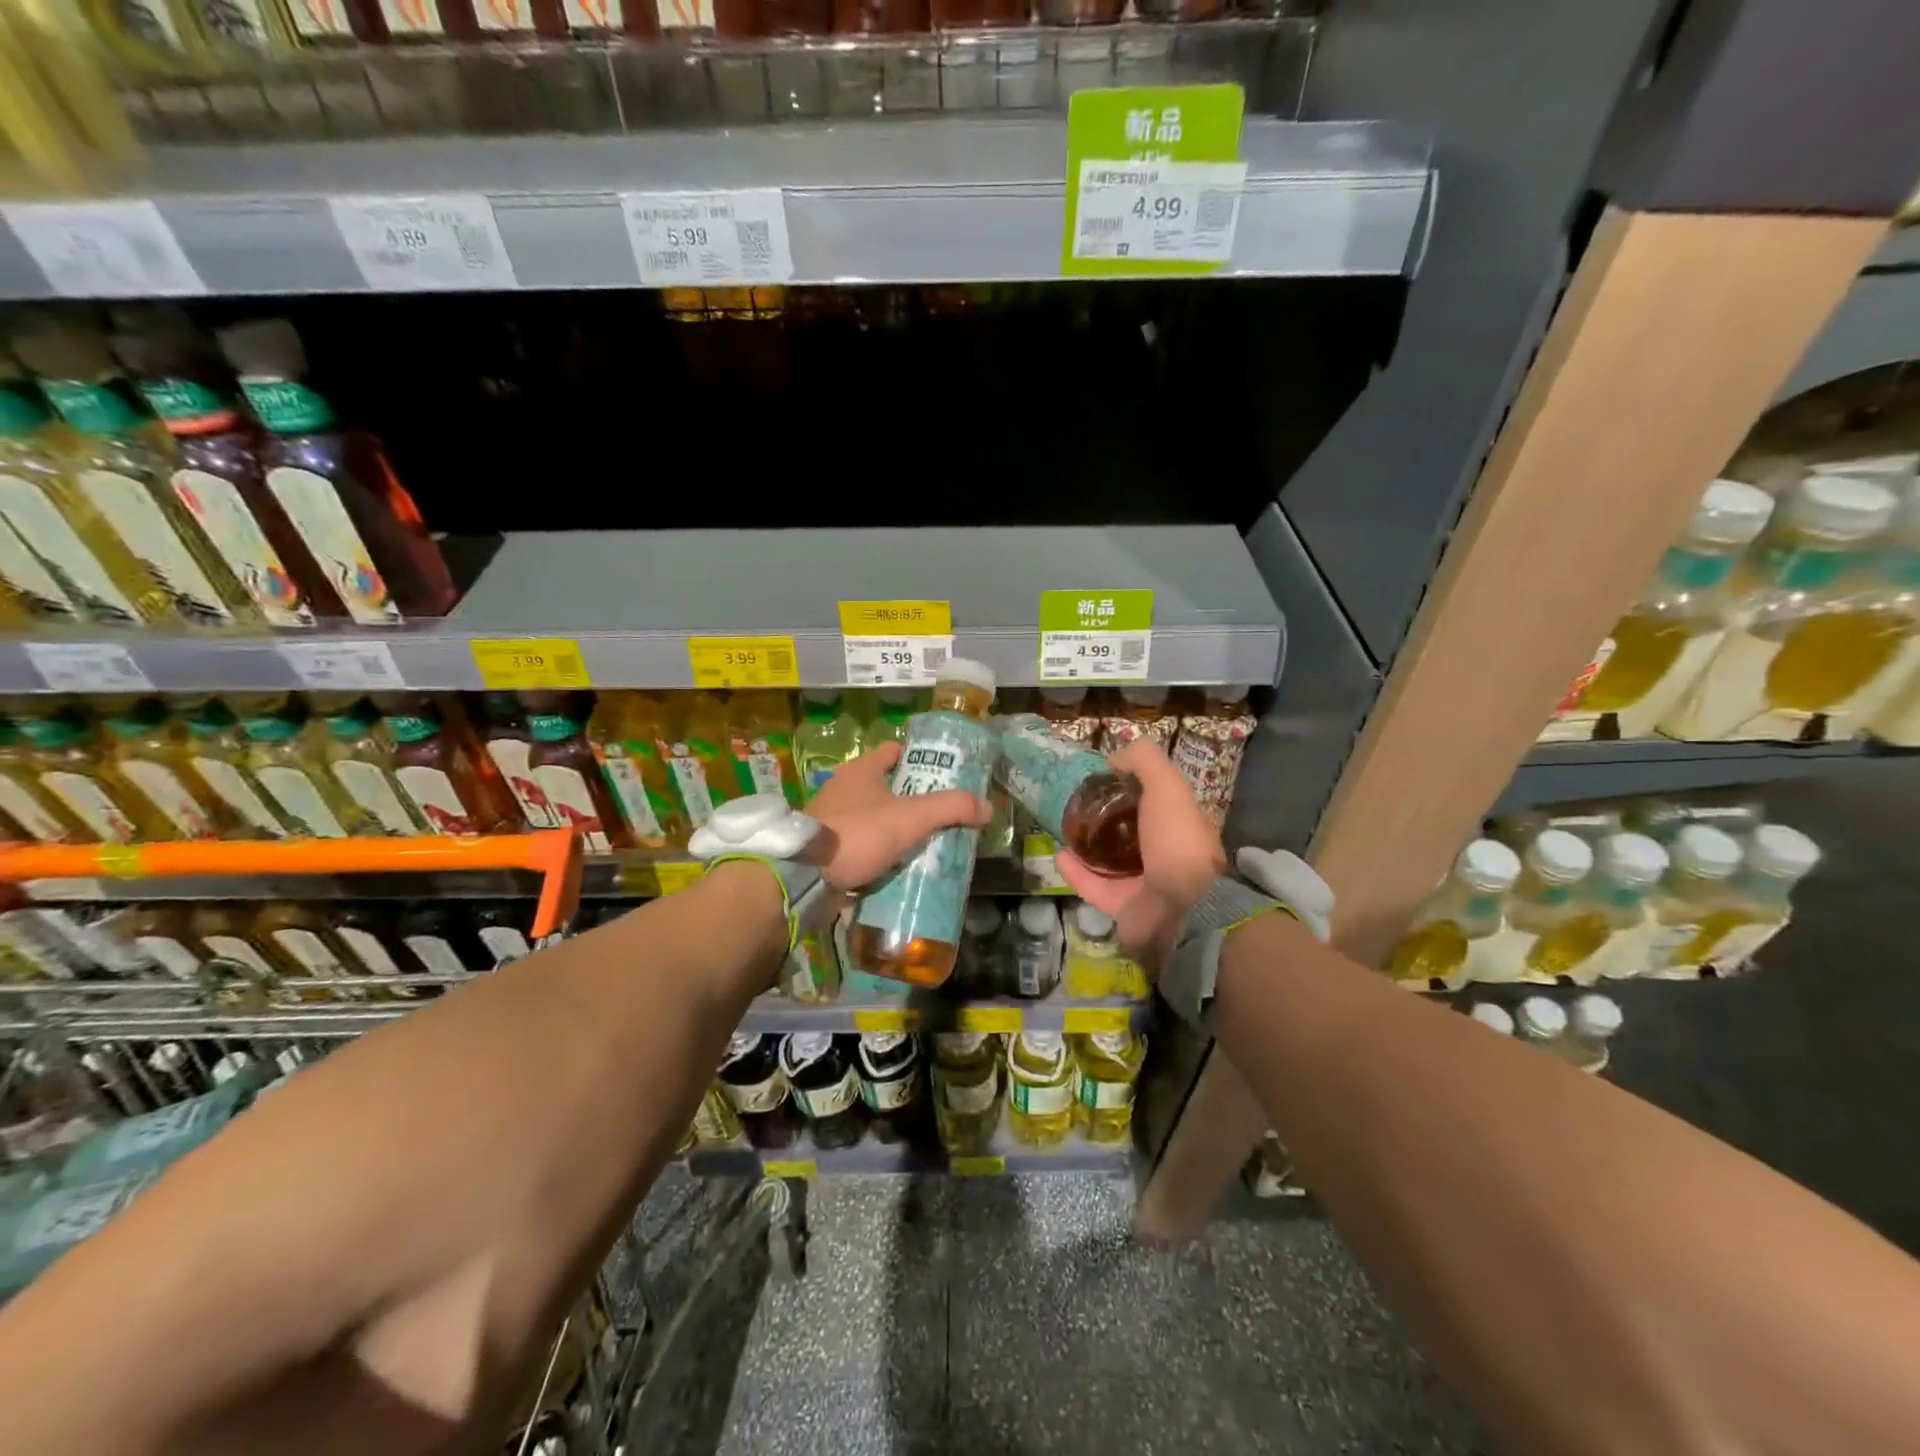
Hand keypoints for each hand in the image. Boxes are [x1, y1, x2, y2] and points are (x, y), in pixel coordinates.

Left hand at [802, 742, 992, 891]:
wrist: (804, 876)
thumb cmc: (858, 833)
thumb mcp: (911, 817)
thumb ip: (950, 808)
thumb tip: (987, 807)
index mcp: (860, 770)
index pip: (893, 751)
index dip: (918, 758)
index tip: (942, 773)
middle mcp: (842, 789)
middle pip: (886, 786)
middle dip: (913, 798)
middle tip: (942, 812)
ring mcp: (832, 819)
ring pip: (874, 818)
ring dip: (896, 828)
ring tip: (926, 841)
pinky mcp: (826, 849)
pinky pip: (862, 846)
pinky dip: (880, 853)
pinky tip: (900, 866)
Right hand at [1056, 739, 1223, 968]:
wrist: (1183, 906)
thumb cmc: (1176, 839)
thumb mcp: (1166, 785)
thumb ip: (1143, 761)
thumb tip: (1113, 758)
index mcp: (1177, 825)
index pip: (1151, 802)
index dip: (1127, 788)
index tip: (1099, 778)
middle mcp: (1162, 854)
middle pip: (1127, 832)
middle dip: (1102, 818)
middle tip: (1074, 804)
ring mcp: (1142, 884)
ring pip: (1107, 861)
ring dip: (1085, 845)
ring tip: (1062, 828)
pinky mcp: (1122, 907)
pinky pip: (1093, 886)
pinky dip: (1075, 872)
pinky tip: (1059, 854)